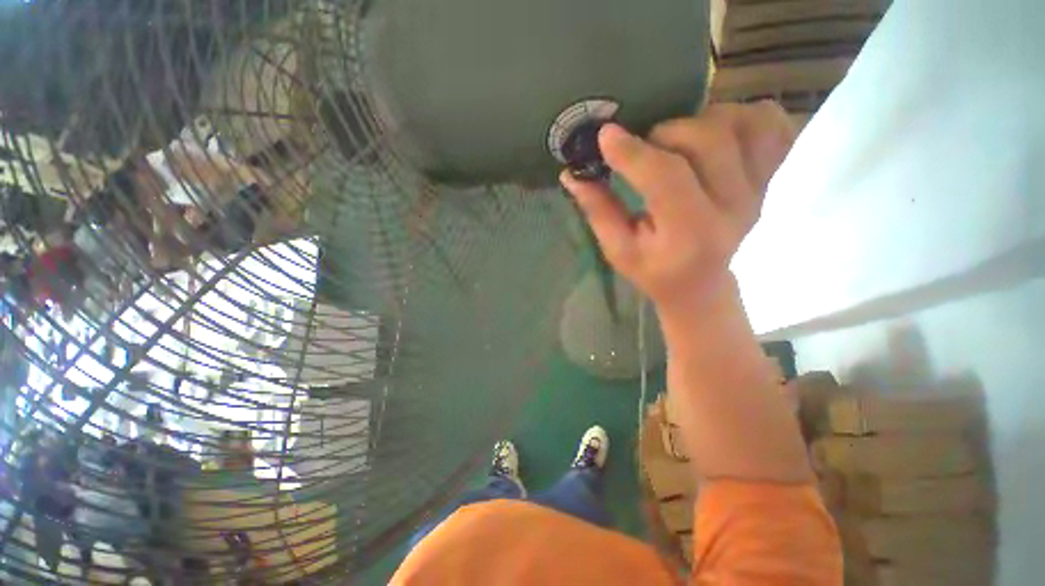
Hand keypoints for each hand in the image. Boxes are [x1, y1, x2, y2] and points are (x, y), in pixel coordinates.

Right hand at [560, 101, 794, 311]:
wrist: (702, 286)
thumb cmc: (655, 272)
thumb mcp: (618, 250)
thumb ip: (598, 210)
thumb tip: (571, 174)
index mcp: (690, 234)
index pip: (666, 178)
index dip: (633, 152)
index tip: (605, 135)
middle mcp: (735, 208)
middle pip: (709, 139)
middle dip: (666, 133)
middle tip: (645, 147)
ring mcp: (762, 189)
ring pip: (745, 122)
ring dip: (704, 119)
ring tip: (680, 140)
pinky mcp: (773, 178)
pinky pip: (774, 124)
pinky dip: (747, 114)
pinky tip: (720, 131)